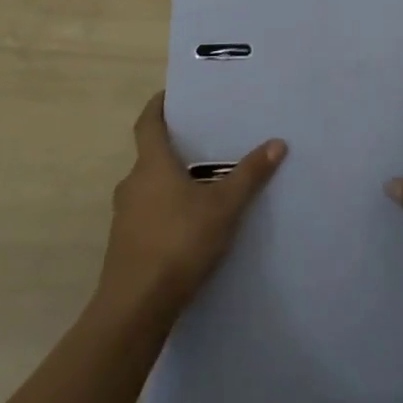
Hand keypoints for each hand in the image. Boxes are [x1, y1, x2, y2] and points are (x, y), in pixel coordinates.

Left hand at [97, 93, 284, 314]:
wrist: (135, 308)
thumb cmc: (179, 243)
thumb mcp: (224, 207)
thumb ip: (249, 175)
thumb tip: (277, 143)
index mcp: (152, 165)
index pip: (147, 123)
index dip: (157, 106)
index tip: (171, 95)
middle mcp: (132, 184)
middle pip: (150, 155)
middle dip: (174, 148)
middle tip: (204, 141)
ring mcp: (124, 216)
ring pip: (149, 187)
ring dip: (171, 181)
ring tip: (203, 183)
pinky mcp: (125, 244)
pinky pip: (147, 213)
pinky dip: (166, 209)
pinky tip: (189, 223)